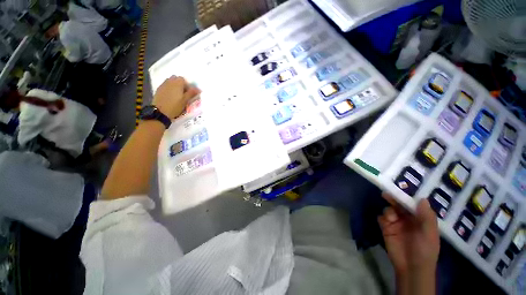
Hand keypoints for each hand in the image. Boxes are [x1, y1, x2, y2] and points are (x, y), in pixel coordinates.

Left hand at [153, 76, 199, 118]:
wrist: (161, 112)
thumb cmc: (175, 106)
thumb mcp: (185, 100)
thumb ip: (192, 93)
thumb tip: (199, 89)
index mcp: (177, 83)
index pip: (184, 80)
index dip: (187, 85)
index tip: (189, 93)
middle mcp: (169, 81)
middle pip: (176, 79)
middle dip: (181, 84)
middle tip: (184, 93)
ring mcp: (163, 85)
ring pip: (170, 82)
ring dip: (175, 86)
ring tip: (177, 95)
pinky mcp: (158, 90)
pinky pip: (166, 86)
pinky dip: (169, 89)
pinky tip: (171, 97)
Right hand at [378, 193, 439, 275]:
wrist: (411, 266)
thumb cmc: (425, 249)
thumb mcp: (430, 233)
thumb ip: (427, 216)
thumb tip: (422, 198)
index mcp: (420, 218)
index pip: (413, 203)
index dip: (408, 195)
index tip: (402, 186)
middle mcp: (407, 218)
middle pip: (399, 204)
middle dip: (393, 199)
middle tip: (386, 194)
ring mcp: (396, 223)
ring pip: (389, 209)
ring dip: (389, 211)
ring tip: (391, 219)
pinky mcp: (386, 227)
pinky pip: (381, 217)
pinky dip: (382, 217)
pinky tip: (386, 223)